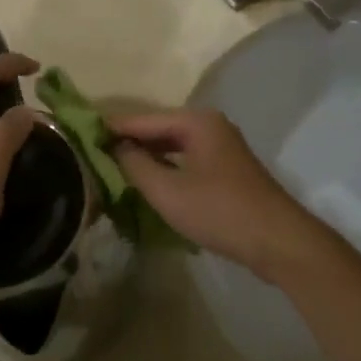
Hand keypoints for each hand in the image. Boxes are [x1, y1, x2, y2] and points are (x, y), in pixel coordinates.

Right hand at [110, 108, 331, 283]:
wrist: (279, 241)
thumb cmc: (220, 211)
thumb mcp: (168, 191)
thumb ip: (136, 165)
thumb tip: (114, 147)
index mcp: (196, 121)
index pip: (142, 119)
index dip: (112, 128)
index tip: (81, 134)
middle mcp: (209, 125)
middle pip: (158, 128)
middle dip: (128, 141)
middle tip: (93, 153)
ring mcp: (221, 147)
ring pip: (173, 145)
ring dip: (146, 156)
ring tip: (112, 167)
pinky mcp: (227, 169)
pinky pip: (186, 159)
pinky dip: (165, 166)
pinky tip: (147, 181)